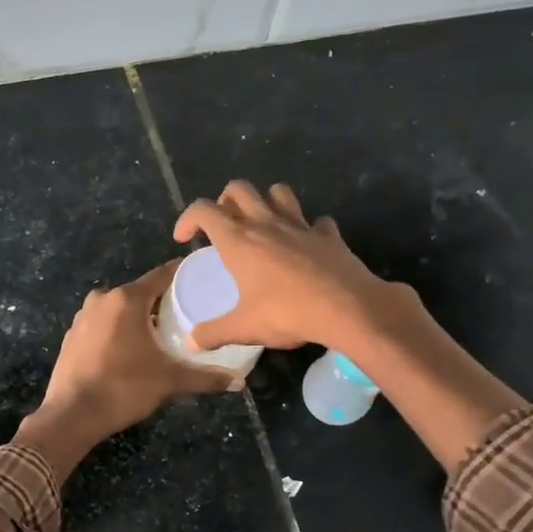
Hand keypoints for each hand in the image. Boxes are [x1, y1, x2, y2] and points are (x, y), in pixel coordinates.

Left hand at [15, 262, 231, 475]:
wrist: (71, 415)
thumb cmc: (123, 388)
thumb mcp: (169, 381)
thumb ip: (205, 377)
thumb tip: (238, 381)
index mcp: (127, 299)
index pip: (162, 275)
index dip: (182, 275)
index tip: (200, 277)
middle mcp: (103, 299)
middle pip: (141, 292)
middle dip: (162, 301)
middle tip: (187, 314)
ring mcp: (83, 316)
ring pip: (120, 308)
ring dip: (138, 317)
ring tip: (161, 333)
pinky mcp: (72, 335)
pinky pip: (103, 323)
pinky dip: (118, 330)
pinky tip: (131, 349)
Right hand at [172, 181, 401, 352]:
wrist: (347, 308)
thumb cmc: (287, 313)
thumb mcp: (244, 328)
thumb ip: (214, 333)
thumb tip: (191, 342)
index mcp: (239, 240)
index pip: (204, 210)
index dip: (187, 218)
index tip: (184, 238)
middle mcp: (266, 223)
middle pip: (239, 189)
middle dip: (225, 200)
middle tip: (223, 225)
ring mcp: (300, 225)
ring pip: (279, 192)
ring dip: (267, 201)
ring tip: (263, 223)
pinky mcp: (329, 235)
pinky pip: (317, 221)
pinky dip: (309, 228)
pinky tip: (307, 245)